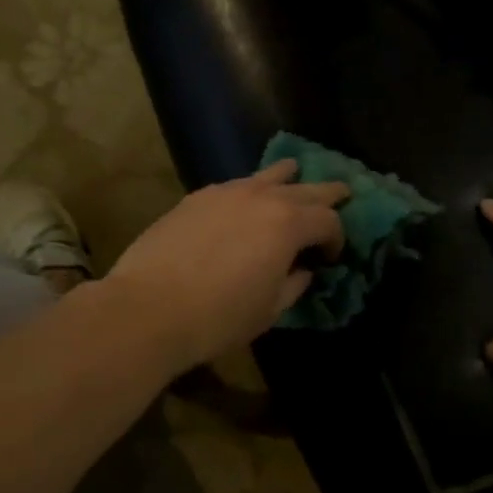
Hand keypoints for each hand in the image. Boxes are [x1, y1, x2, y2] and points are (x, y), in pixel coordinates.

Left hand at [106, 160, 349, 370]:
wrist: (149, 308)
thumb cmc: (219, 316)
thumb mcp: (269, 310)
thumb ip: (294, 285)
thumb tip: (302, 271)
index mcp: (288, 224)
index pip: (328, 220)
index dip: (337, 238)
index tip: (331, 257)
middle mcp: (262, 197)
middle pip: (305, 188)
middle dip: (327, 194)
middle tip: (343, 193)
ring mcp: (226, 192)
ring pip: (268, 175)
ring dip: (288, 178)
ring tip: (296, 176)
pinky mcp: (196, 197)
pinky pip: (235, 185)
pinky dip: (251, 190)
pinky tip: (246, 200)